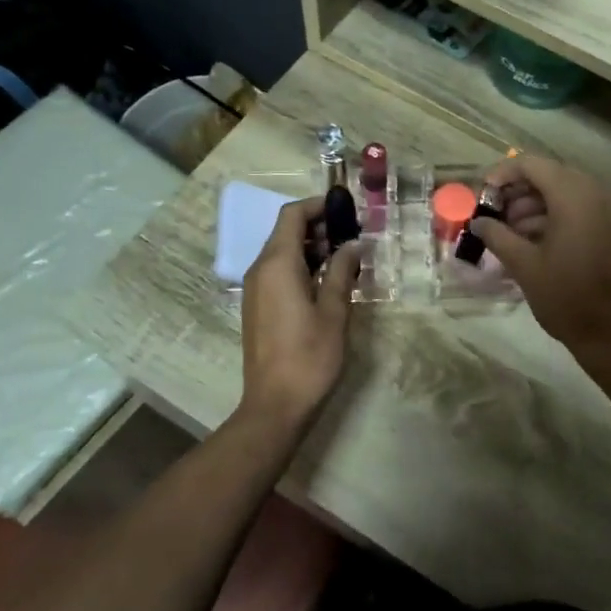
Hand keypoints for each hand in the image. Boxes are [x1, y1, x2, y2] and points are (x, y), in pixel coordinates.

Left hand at [238, 197, 359, 427]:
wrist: (275, 404)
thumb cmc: (309, 356)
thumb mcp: (334, 311)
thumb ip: (342, 272)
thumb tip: (353, 245)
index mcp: (277, 264)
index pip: (292, 215)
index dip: (318, 205)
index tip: (347, 209)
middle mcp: (260, 270)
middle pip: (286, 232)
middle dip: (319, 226)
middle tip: (354, 234)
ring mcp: (256, 290)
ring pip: (283, 253)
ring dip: (313, 248)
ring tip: (348, 256)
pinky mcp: (259, 307)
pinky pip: (279, 273)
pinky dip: (303, 267)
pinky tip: (329, 281)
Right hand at [467, 157, 610, 354]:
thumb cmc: (566, 298)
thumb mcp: (524, 266)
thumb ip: (497, 236)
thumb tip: (478, 222)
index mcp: (574, 196)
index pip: (532, 165)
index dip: (503, 174)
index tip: (483, 195)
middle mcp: (598, 193)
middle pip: (551, 176)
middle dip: (519, 192)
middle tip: (495, 215)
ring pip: (567, 192)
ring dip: (537, 205)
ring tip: (512, 232)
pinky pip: (584, 208)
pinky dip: (558, 215)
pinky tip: (537, 241)